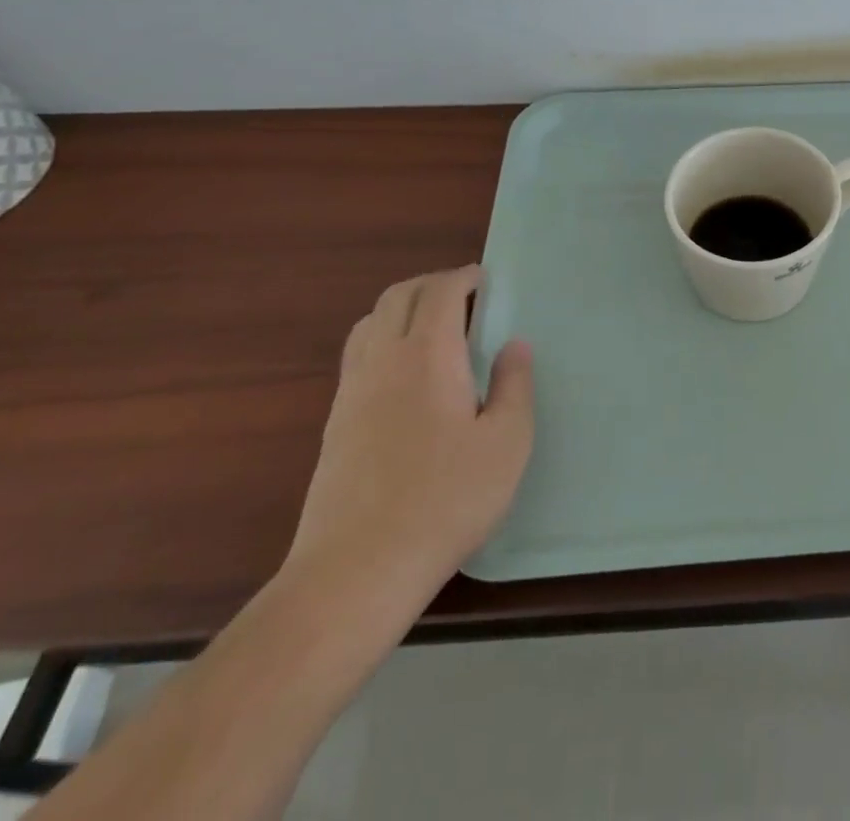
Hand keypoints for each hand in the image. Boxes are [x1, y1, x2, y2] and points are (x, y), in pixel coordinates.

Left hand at [283, 267, 534, 625]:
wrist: (355, 572)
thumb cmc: (445, 500)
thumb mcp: (506, 443)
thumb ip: (514, 386)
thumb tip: (514, 346)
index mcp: (427, 355)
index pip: (439, 291)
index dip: (464, 277)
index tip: (486, 280)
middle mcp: (383, 361)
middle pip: (398, 296)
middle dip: (432, 284)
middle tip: (465, 296)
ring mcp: (351, 393)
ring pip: (370, 323)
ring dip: (402, 309)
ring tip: (434, 328)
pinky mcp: (335, 425)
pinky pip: (358, 357)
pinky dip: (383, 341)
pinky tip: (406, 377)